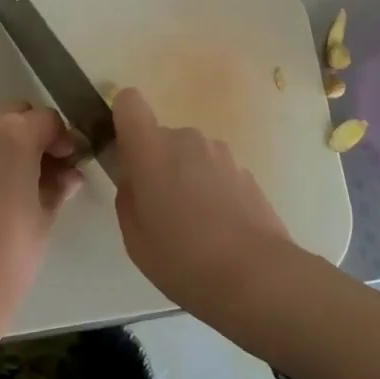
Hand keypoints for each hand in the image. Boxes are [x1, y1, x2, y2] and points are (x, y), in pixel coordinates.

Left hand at [0, 103, 81, 331]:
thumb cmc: (11, 252)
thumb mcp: (45, 215)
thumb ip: (59, 185)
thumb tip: (69, 174)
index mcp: (15, 136)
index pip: (48, 120)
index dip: (63, 140)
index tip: (69, 164)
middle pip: (15, 114)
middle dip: (33, 134)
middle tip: (43, 170)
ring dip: (4, 142)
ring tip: (14, 180)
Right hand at [112, 89, 289, 312]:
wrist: (256, 275)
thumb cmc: (183, 258)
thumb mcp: (135, 237)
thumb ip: (129, 197)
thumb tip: (136, 181)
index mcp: (152, 150)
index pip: (129, 103)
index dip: (123, 120)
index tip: (124, 152)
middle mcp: (187, 140)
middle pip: (161, 138)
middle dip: (156, 164)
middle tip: (159, 210)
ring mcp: (221, 154)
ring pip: (190, 156)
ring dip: (186, 178)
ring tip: (192, 226)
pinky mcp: (246, 172)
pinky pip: (215, 172)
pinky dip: (211, 191)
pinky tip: (218, 230)